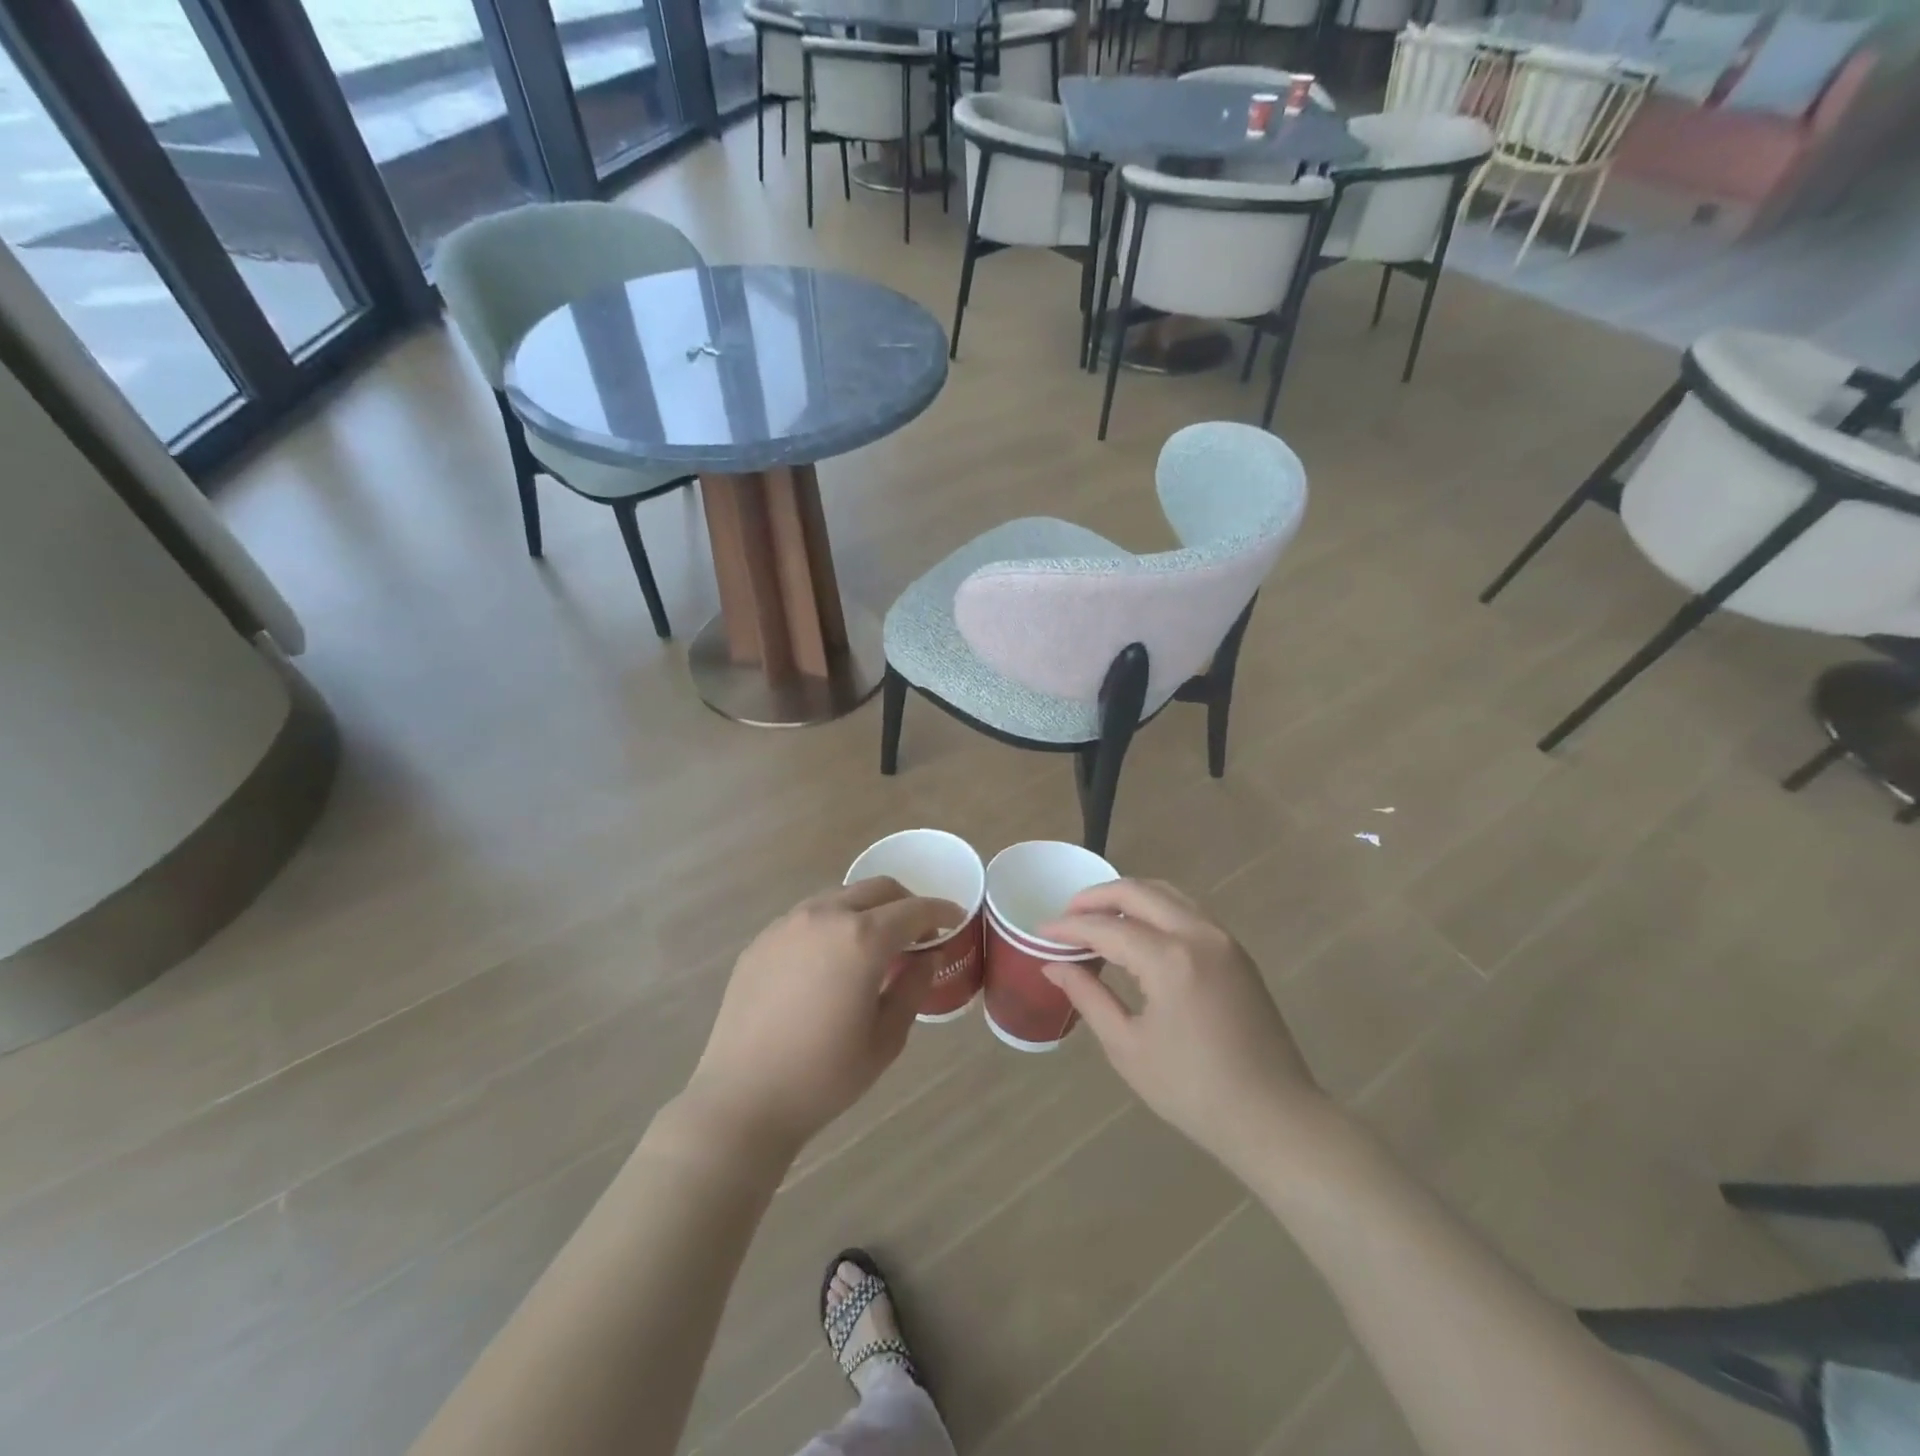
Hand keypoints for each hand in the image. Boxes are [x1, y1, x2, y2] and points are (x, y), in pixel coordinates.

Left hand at [684, 879, 958, 1157]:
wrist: (742, 1099)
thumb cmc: (824, 1076)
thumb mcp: (885, 1038)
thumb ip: (913, 987)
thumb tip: (927, 957)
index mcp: (862, 939)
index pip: (914, 910)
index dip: (941, 911)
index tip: (956, 920)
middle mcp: (825, 916)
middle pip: (878, 889)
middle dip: (906, 903)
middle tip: (918, 935)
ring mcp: (787, 924)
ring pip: (841, 897)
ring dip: (867, 911)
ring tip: (874, 947)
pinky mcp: (762, 940)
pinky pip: (808, 917)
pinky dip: (833, 925)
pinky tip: (830, 962)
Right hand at [1040, 879, 1328, 1177]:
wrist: (1274, 1117)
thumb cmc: (1193, 1090)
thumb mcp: (1128, 1046)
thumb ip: (1088, 996)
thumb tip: (1053, 965)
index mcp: (1170, 959)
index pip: (1107, 927)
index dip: (1069, 927)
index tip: (1041, 932)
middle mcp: (1198, 934)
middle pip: (1138, 892)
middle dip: (1096, 898)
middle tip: (1066, 915)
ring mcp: (1223, 938)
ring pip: (1166, 894)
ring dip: (1128, 898)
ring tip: (1097, 919)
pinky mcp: (1236, 951)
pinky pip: (1187, 911)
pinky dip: (1155, 909)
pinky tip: (1137, 932)